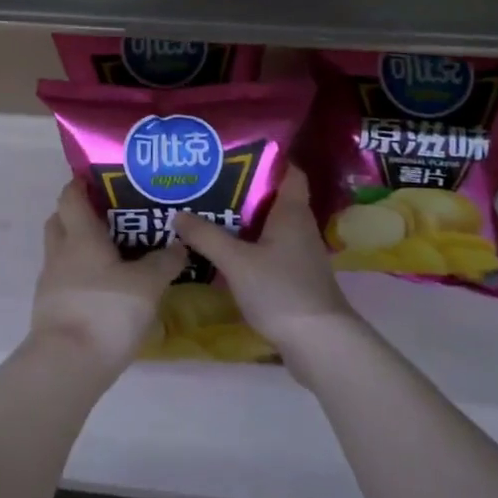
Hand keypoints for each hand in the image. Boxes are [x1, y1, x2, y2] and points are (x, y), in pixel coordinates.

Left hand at [34, 179, 186, 376]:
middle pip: (60, 220)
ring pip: (61, 251)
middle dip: (79, 214)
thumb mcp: (147, 285)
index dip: (80, 184)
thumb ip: (164, 262)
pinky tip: (105, 289)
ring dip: (80, 247)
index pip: (70, 196)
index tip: (101, 180)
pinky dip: (81, 276)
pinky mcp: (51, 309)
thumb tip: (180, 244)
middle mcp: (60, 252)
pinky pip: (65, 279)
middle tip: (110, 216)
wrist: (68, 364)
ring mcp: (51, 282)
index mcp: (79, 236)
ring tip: (113, 254)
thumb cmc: (106, 311)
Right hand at [173, 168, 363, 360]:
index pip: (288, 171)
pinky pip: (268, 249)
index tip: (235, 153)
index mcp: (291, 212)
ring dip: (242, 219)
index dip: (267, 158)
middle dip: (242, 189)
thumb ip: (206, 236)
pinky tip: (222, 251)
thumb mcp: (237, 261)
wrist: (320, 344)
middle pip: (272, 197)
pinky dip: (247, 245)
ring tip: (207, 211)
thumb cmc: (281, 291)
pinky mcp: (294, 277)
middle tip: (208, 181)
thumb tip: (177, 214)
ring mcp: (299, 253)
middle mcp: (299, 227)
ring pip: (268, 225)